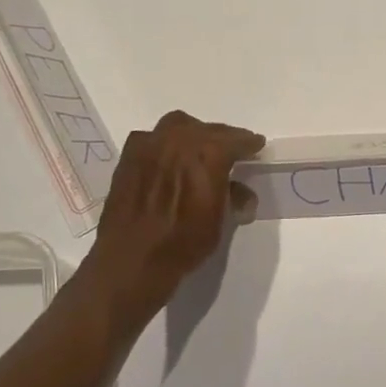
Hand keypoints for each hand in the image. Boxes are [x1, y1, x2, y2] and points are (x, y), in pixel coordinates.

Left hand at [89, 110, 264, 306]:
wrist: (131, 260)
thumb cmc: (182, 243)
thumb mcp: (219, 223)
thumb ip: (233, 198)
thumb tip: (242, 193)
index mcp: (208, 153)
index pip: (235, 140)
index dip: (248, 143)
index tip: (256, 146)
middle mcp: (180, 139)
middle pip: (208, 129)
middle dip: (222, 138)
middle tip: (229, 150)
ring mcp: (151, 144)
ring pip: (178, 126)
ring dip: (192, 134)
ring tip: (197, 150)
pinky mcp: (129, 156)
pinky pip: (153, 139)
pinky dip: (164, 144)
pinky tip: (166, 160)